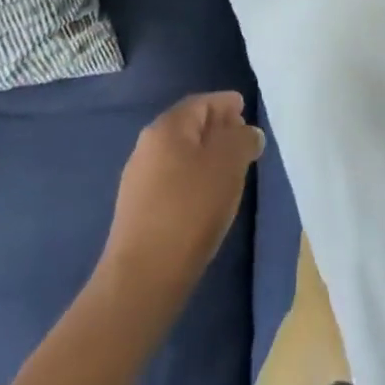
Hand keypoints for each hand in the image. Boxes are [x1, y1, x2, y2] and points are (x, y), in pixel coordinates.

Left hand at [99, 91, 264, 295]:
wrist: (141, 281)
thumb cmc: (189, 210)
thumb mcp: (228, 165)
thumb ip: (243, 140)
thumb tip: (247, 132)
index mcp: (167, 127)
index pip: (201, 103)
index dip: (225, 104)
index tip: (245, 109)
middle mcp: (148, 145)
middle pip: (189, 127)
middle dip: (217, 129)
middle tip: (242, 139)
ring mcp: (138, 180)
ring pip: (180, 155)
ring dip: (205, 156)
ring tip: (229, 171)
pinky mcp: (137, 212)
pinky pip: (172, 181)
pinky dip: (193, 180)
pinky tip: (205, 199)